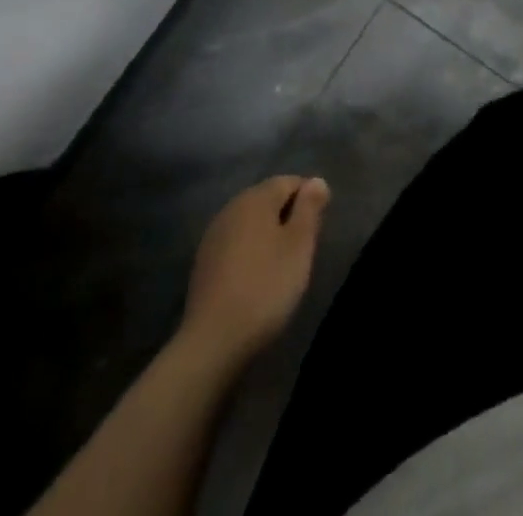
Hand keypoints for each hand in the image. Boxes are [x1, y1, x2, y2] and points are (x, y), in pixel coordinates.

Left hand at [180, 175, 329, 369]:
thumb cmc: (266, 286)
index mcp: (255, 198)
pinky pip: (236, 245)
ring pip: (251, 223)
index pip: (290, 182)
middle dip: (289, 216)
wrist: (213, 342)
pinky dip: (251, 253)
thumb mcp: (299, 245)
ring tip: (283, 265)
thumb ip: (309, 208)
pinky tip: (257, 278)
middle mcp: (231, 208)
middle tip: (303, 248)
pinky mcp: (203, 264)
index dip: (309, 199)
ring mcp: (213, 237)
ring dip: (270, 235)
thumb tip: (316, 181)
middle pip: (268, 200)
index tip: (318, 228)